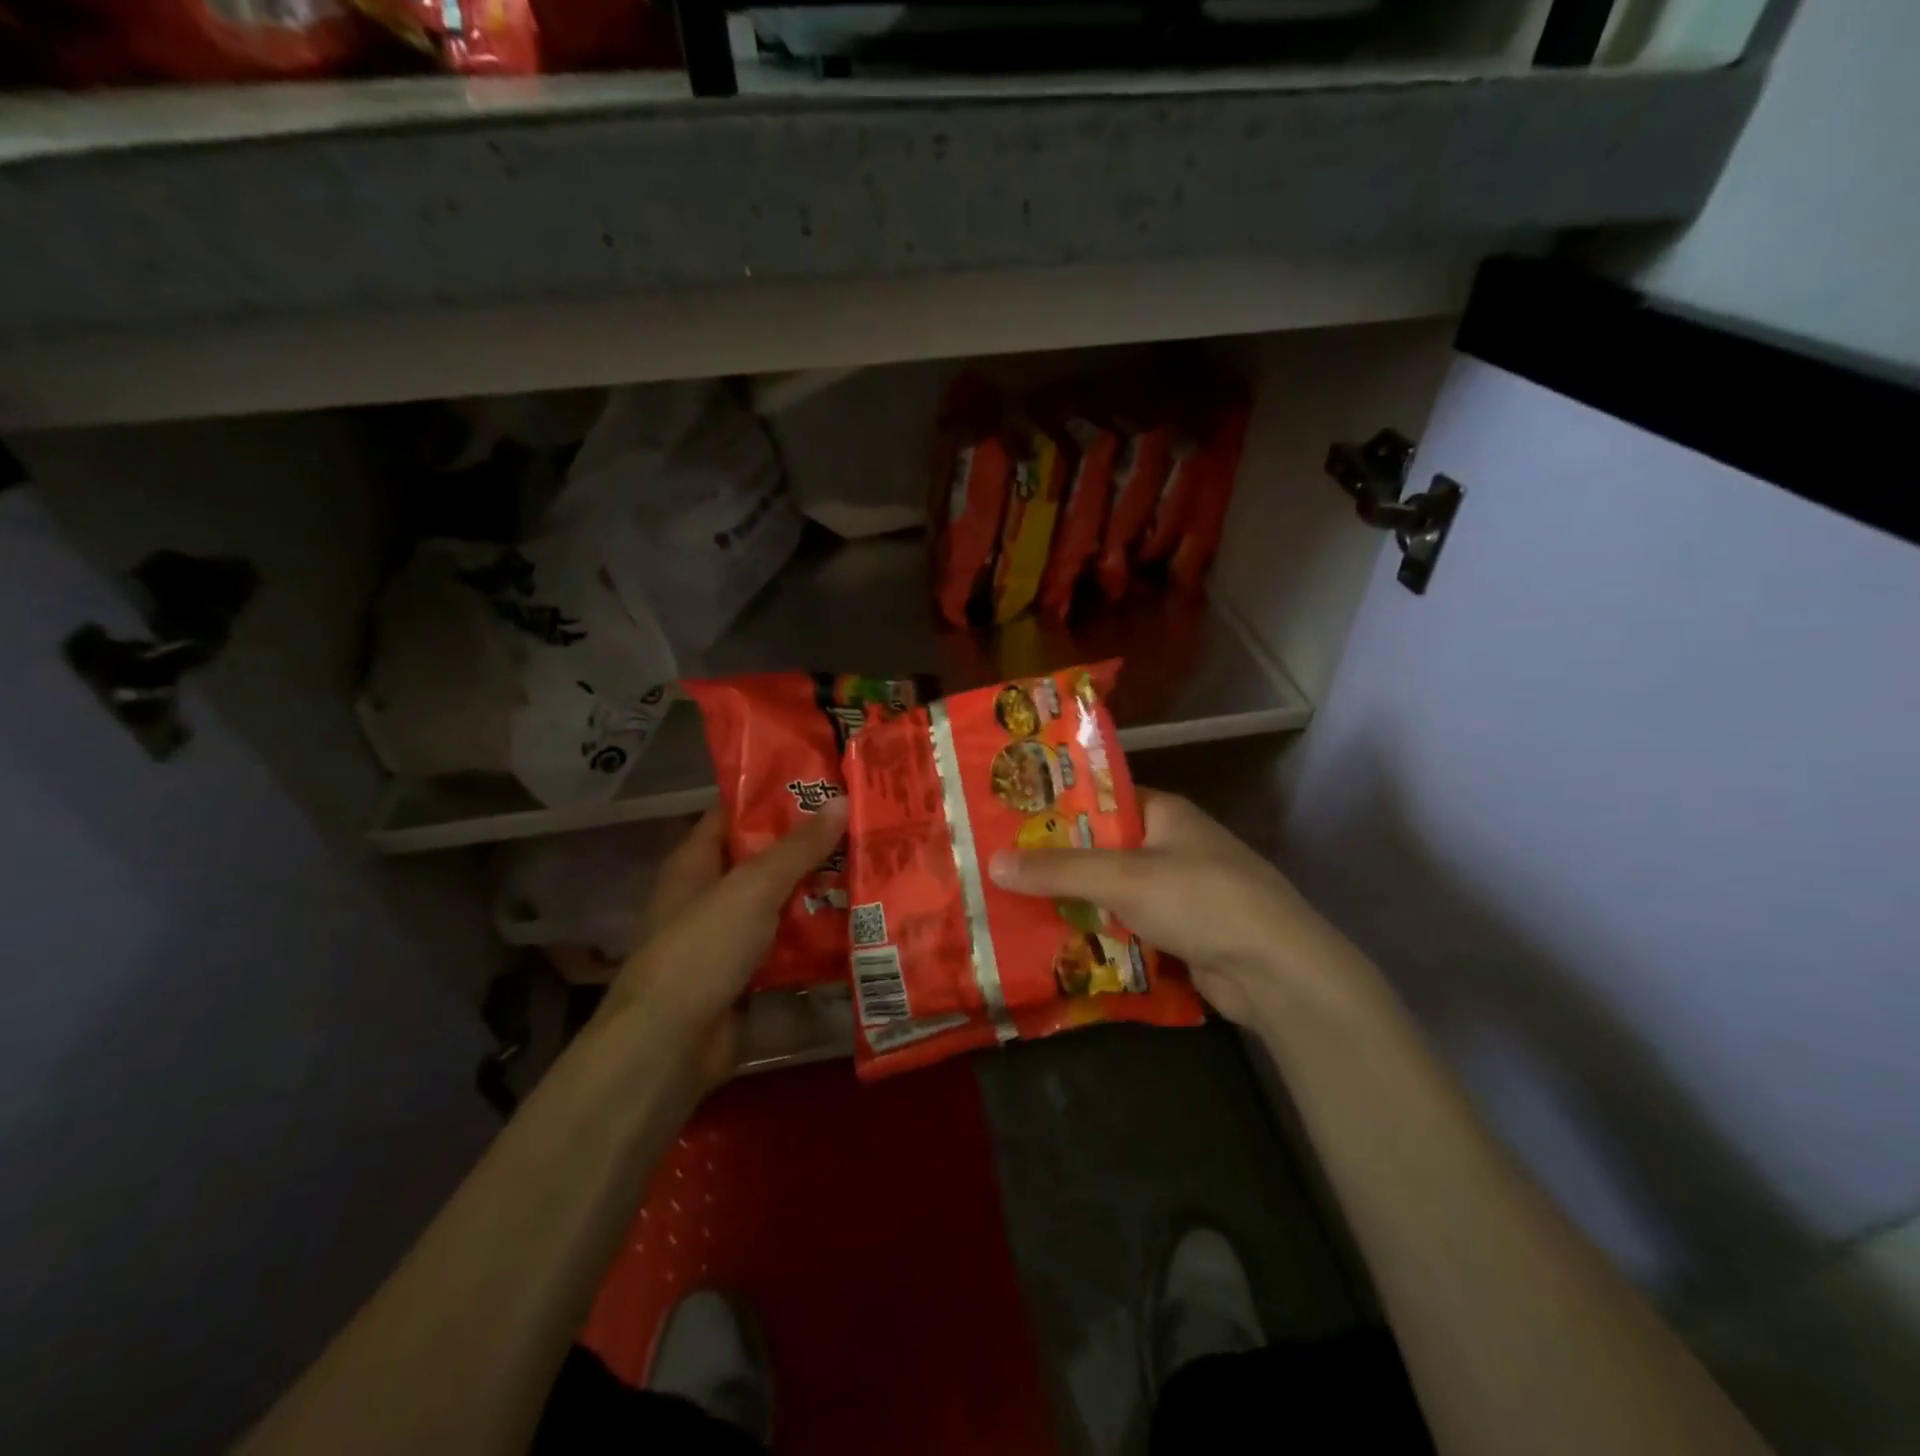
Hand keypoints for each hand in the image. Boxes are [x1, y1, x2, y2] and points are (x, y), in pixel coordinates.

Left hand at [601, 800, 848, 1089]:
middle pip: (766, 860)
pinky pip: (790, 946)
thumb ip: (798, 848)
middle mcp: (711, 895)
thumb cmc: (702, 950)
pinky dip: (819, 936)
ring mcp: (730, 938)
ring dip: (822, 891)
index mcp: (696, 863)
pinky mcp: (750, 976)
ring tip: (874, 867)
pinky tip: (862, 922)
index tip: (825, 782)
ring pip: (783, 904)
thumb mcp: (752, 889)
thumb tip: (841, 800)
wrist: (671, 1047)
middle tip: (864, 824)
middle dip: (812, 846)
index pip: (735, 813)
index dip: (775, 795)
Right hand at [987, 790, 1366, 1028]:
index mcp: (1164, 813)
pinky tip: (1056, 944)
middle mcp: (1171, 845)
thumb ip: (1059, 870)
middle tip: (1000, 867)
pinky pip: (1127, 925)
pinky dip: (1099, 933)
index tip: (1009, 820)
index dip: (1056, 808)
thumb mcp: (1124, 877)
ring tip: (1014, 906)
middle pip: (1102, 848)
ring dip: (1075, 902)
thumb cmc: (1201, 900)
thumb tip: (994, 862)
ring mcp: (1179, 891)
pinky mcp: (1181, 933)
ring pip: (1113, 891)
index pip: (1101, 799)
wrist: (1277, 971)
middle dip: (1057, 862)